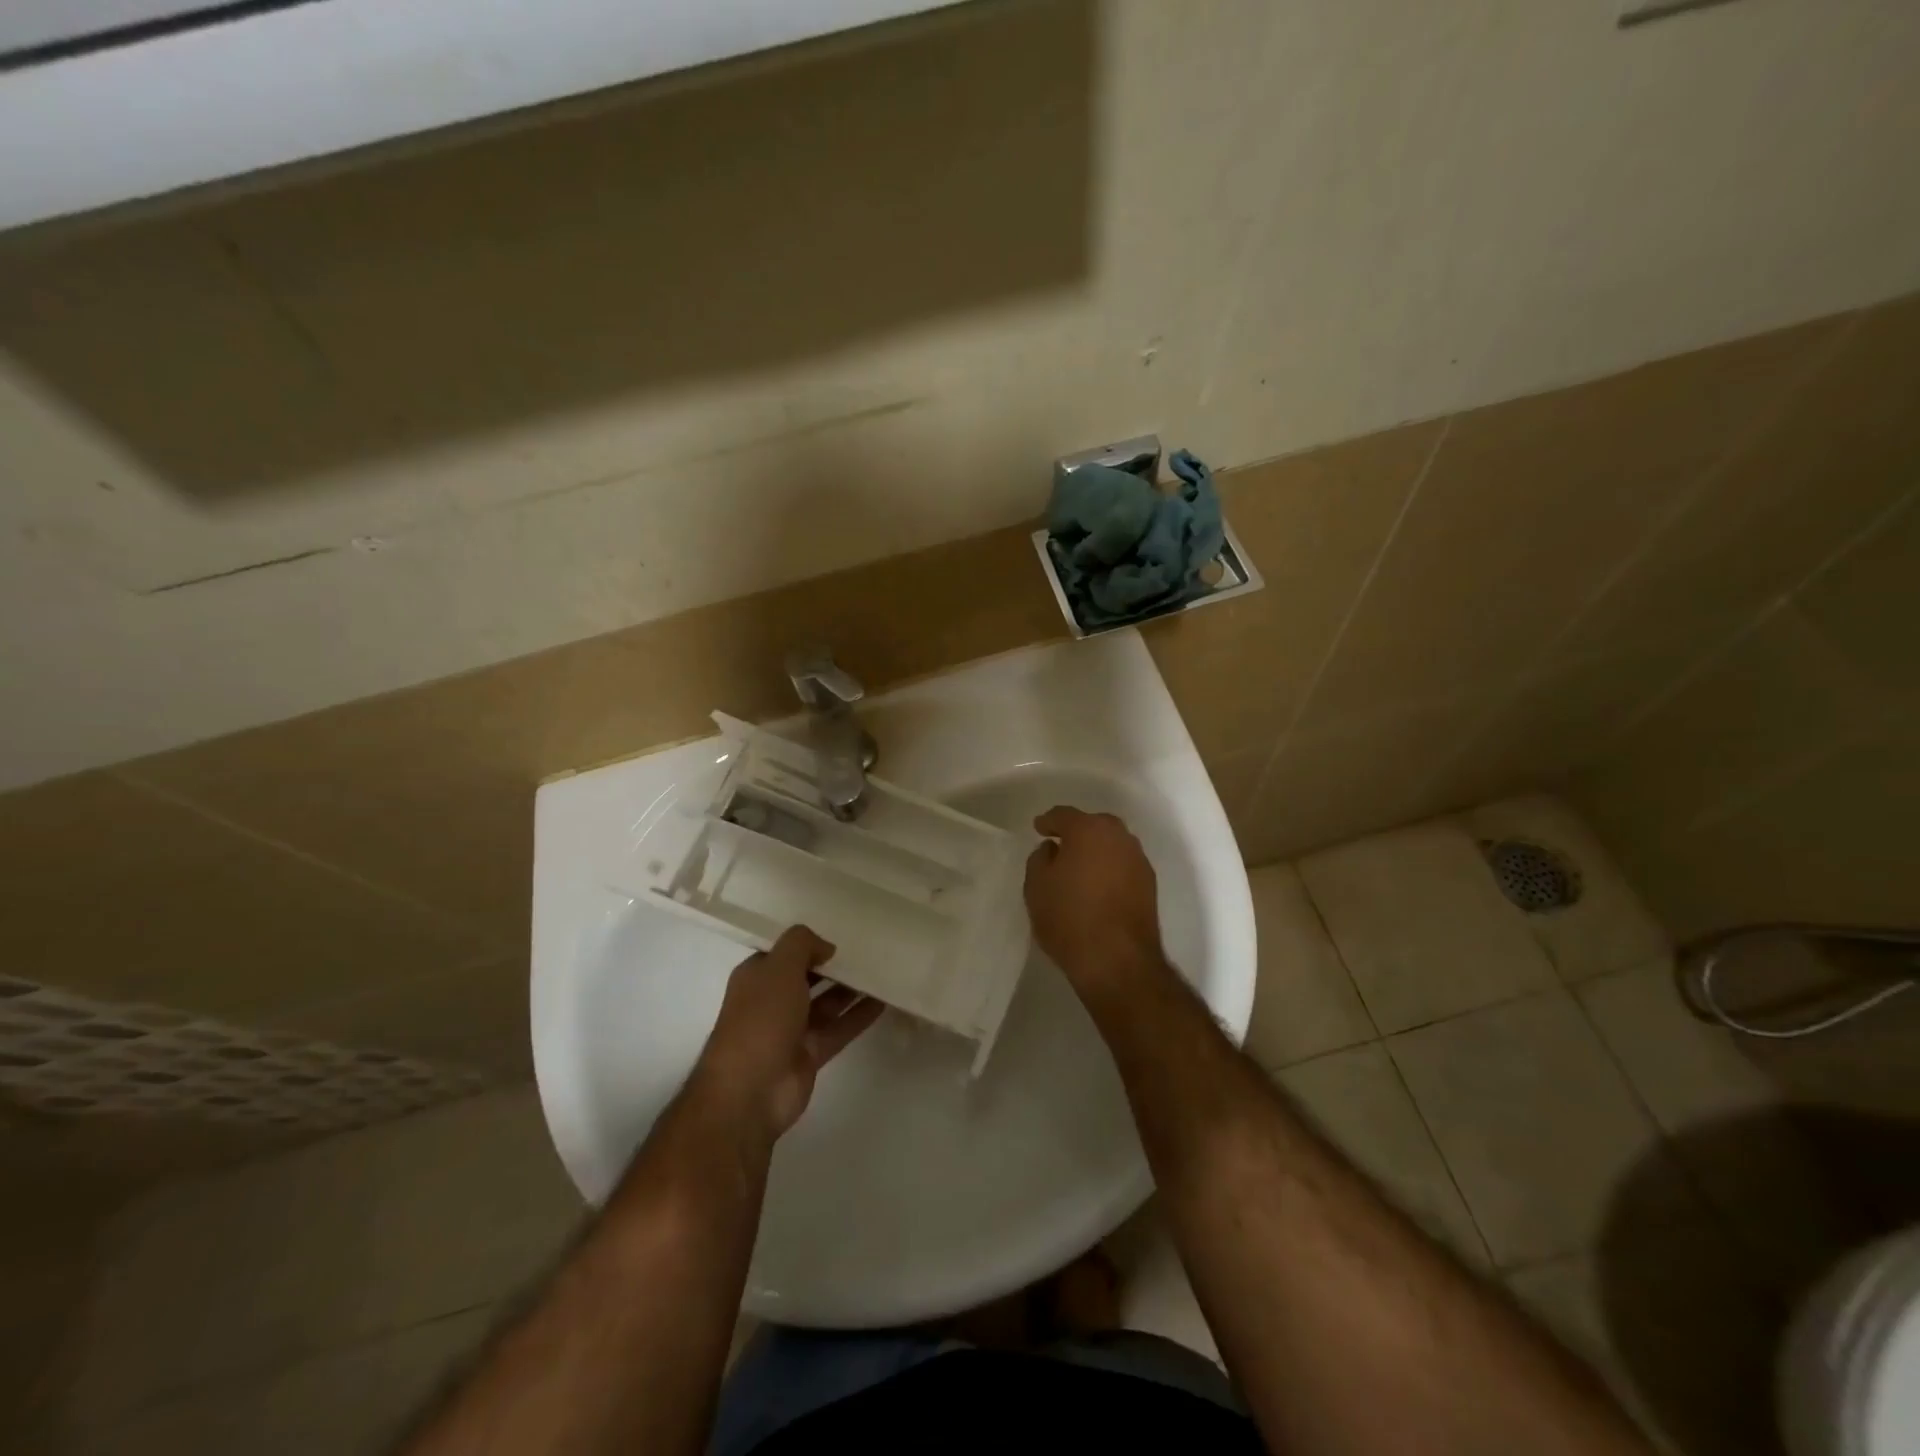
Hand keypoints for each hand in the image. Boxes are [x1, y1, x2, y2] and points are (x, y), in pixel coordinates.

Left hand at [692, 926, 882, 1138]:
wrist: (750, 1090)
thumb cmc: (761, 1019)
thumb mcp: (779, 967)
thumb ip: (802, 945)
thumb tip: (826, 947)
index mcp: (756, 977)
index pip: (784, 952)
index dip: (808, 942)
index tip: (841, 930)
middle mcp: (772, 1001)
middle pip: (808, 976)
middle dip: (833, 965)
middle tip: (869, 948)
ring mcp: (791, 1030)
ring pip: (826, 1003)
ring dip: (850, 989)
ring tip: (882, 970)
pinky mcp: (810, 1054)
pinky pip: (839, 1028)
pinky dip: (859, 1015)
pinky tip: (884, 1000)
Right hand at [1024, 806, 1169, 1003]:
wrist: (1117, 961)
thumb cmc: (1069, 918)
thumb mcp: (1036, 887)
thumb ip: (1040, 858)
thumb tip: (1053, 849)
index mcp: (1089, 830)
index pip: (1064, 815)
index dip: (1048, 821)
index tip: (1039, 828)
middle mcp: (1119, 837)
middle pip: (1094, 825)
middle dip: (1077, 831)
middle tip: (1060, 845)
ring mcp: (1138, 860)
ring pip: (1112, 845)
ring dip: (1096, 850)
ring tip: (1080, 867)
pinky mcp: (1150, 885)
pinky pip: (1123, 865)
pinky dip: (1110, 868)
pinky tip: (1098, 885)